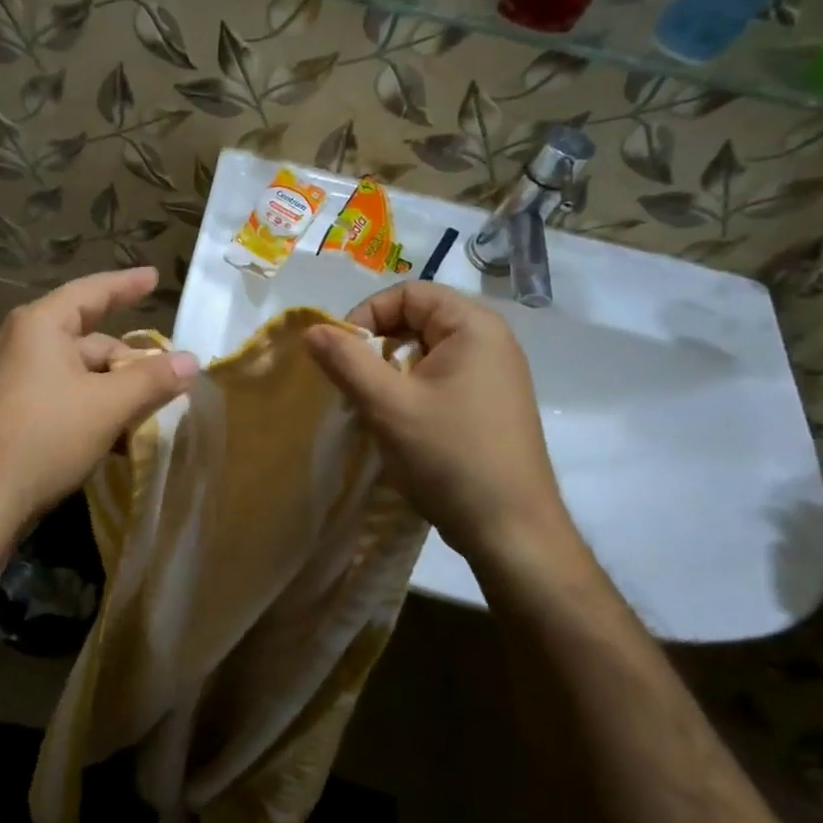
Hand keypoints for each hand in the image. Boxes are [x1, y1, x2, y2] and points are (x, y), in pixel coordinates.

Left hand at [0, 267, 196, 549]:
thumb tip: (192, 360)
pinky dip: (91, 410)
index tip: (154, 277)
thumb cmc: (45, 437)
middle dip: (130, 363)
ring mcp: (14, 379)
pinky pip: (63, 398)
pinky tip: (115, 441)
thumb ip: (152, 379)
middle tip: (168, 384)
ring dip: (114, 393)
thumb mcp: (108, 405)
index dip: (127, 285)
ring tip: (146, 419)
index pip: (92, 292)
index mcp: (41, 325)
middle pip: (91, 340)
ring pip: (80, 375)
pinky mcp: (11, 412)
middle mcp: (23, 343)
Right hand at [306, 282, 583, 571]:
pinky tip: (401, 424)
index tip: (342, 355)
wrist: (511, 529)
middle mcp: (491, 340)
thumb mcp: (387, 405)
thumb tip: (312, 330)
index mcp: (473, 326)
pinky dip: (413, 389)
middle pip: (419, 319)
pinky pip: (443, 377)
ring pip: (427, 351)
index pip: (408, 292)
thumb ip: (346, 360)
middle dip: (377, 345)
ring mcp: (496, 374)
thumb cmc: (449, 457)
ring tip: (374, 407)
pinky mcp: (493, 404)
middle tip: (355, 383)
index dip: (367, 314)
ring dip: (392, 371)